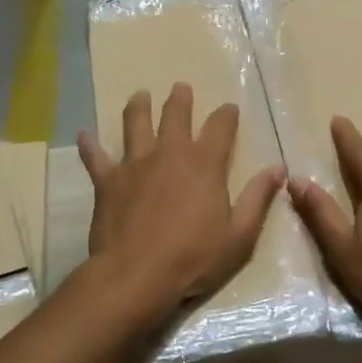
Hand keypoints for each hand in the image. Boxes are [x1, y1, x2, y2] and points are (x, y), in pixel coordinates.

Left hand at [78, 83, 283, 313]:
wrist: (136, 275)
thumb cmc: (193, 258)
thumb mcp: (239, 235)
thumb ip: (257, 198)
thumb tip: (278, 168)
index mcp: (204, 165)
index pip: (220, 128)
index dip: (226, 115)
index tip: (229, 108)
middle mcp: (169, 154)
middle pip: (175, 116)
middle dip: (180, 100)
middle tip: (181, 87)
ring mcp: (134, 165)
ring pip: (135, 125)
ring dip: (138, 107)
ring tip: (139, 95)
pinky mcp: (107, 181)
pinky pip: (95, 157)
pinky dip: (89, 145)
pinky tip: (83, 134)